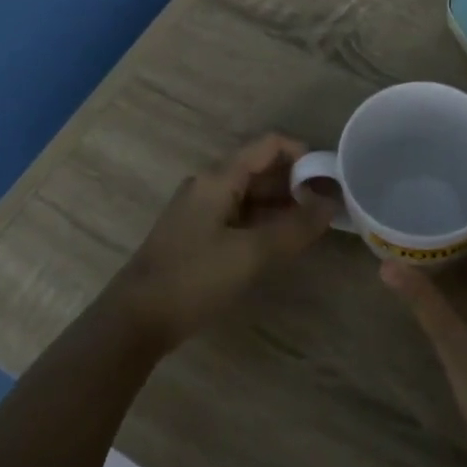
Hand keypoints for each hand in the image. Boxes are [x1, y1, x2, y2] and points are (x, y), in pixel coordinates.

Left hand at [104, 134, 336, 351]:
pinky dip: (264, 222)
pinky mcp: (197, 235)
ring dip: (282, 204)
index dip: (303, 154)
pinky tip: (282, 242)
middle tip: (328, 206)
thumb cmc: (194, 278)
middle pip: (261, 169)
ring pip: (251, 195)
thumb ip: (295, 228)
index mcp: (219, 178)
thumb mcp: (251, 253)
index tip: (330, 178)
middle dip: (296, 182)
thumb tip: (331, 204)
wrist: (135, 320)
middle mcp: (209, 185)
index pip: (269, 146)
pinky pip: (239, 216)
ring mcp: (201, 210)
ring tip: (313, 225)